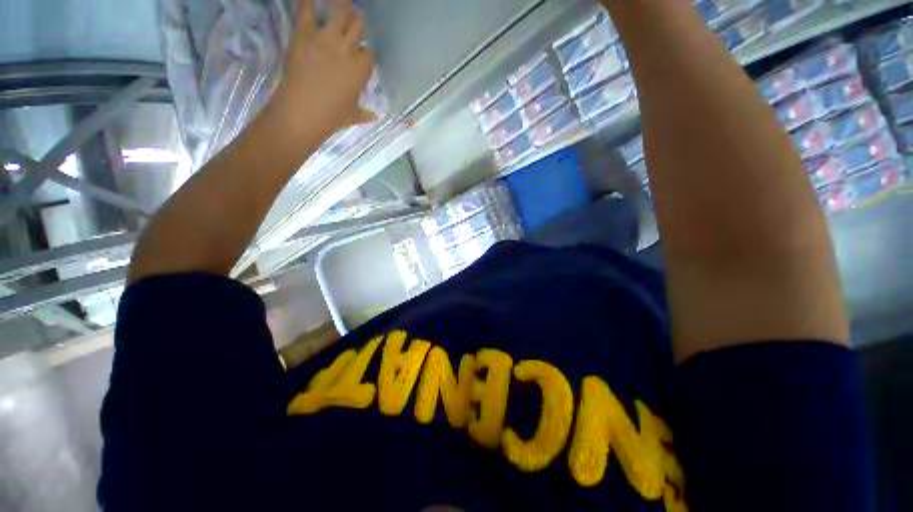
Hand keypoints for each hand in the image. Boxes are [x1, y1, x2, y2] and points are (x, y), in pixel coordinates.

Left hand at [270, 0, 376, 140]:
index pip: (369, 54)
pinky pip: (307, 10)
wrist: (304, 111)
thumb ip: (364, 114)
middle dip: (358, 23)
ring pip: (339, 12)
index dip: (365, 54)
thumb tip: (375, 117)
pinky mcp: (304, 33)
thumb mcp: (352, 116)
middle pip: (358, 26)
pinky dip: (309, 3)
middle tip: (355, 19)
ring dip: (343, 6)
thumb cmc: (332, 117)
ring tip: (344, 2)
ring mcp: (325, 38)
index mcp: (361, 69)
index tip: (362, 56)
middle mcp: (347, 49)